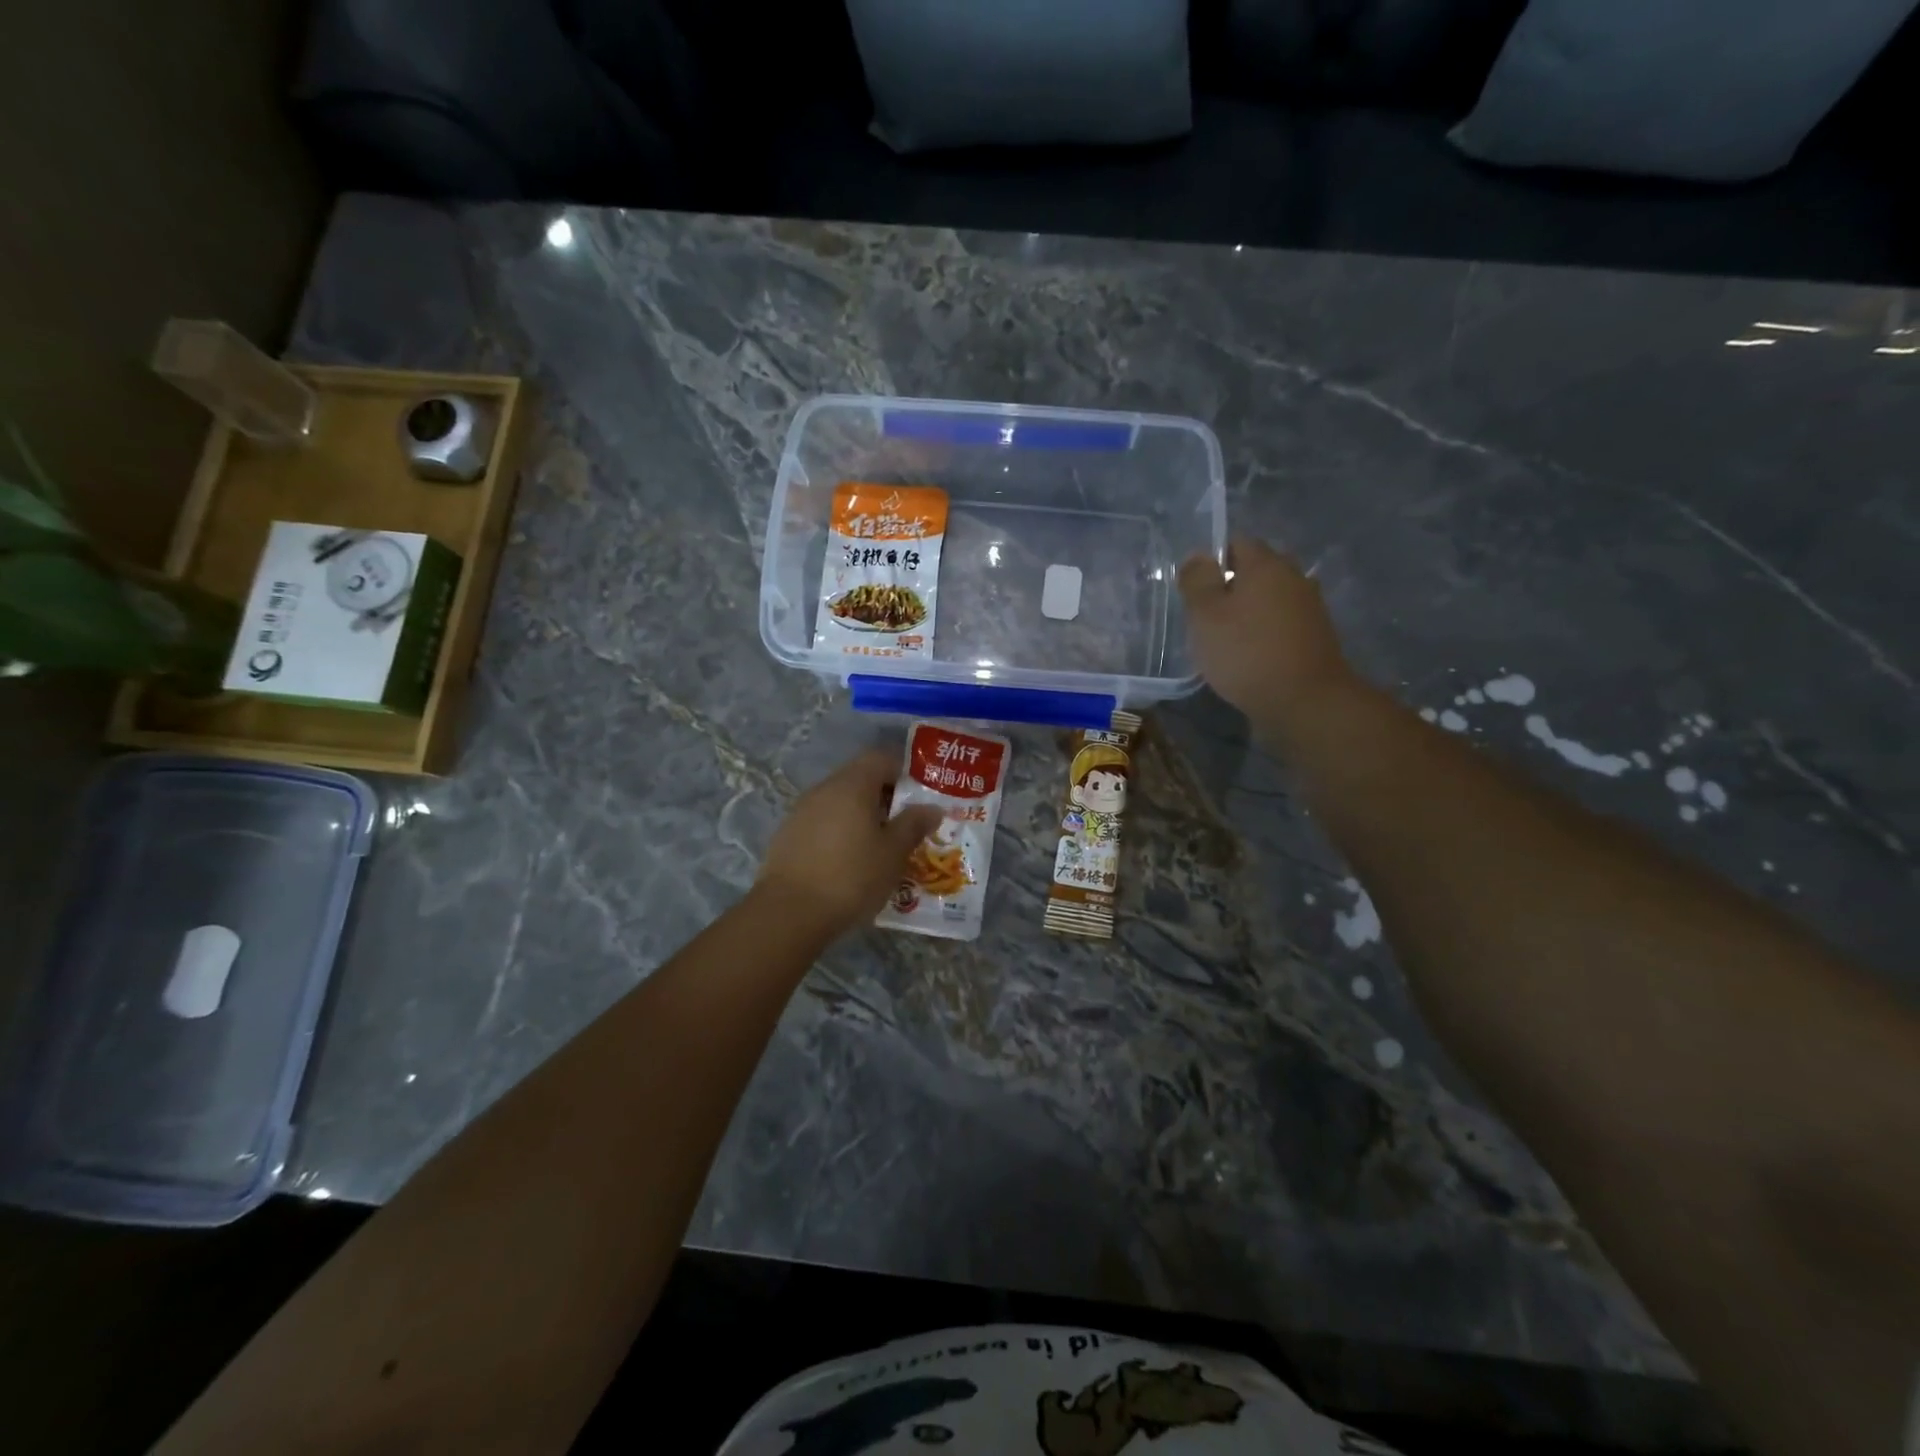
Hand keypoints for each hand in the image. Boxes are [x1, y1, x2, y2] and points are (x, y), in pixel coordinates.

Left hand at [758, 750, 944, 936]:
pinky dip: (839, 832)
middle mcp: (824, 789)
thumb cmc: (851, 876)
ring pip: (839, 802)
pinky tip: (848, 861)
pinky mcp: (787, 835)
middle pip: (858, 778)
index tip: (918, 796)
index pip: (880, 757)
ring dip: (860, 815)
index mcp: (852, 785)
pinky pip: (821, 822)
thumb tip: (931, 808)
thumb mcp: (893, 853)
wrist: (789, 913)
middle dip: (883, 796)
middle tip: (903, 824)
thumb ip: (913, 825)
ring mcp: (801, 811)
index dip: (902, 771)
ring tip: (879, 846)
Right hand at [1178, 537, 1356, 726]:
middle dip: (1232, 583)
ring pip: (1271, 596)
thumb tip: (1199, 555)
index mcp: (1266, 564)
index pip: (1237, 542)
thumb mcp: (1206, 616)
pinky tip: (1250, 653)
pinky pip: (1283, 621)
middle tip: (1207, 612)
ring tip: (1226, 636)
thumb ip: (1198, 581)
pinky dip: (1266, 630)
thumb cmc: (1246, 653)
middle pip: (1257, 569)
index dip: (1213, 558)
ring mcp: (1310, 607)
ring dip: (1250, 609)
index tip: (1195, 587)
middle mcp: (1293, 577)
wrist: (1305, 701)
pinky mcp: (1316, 636)